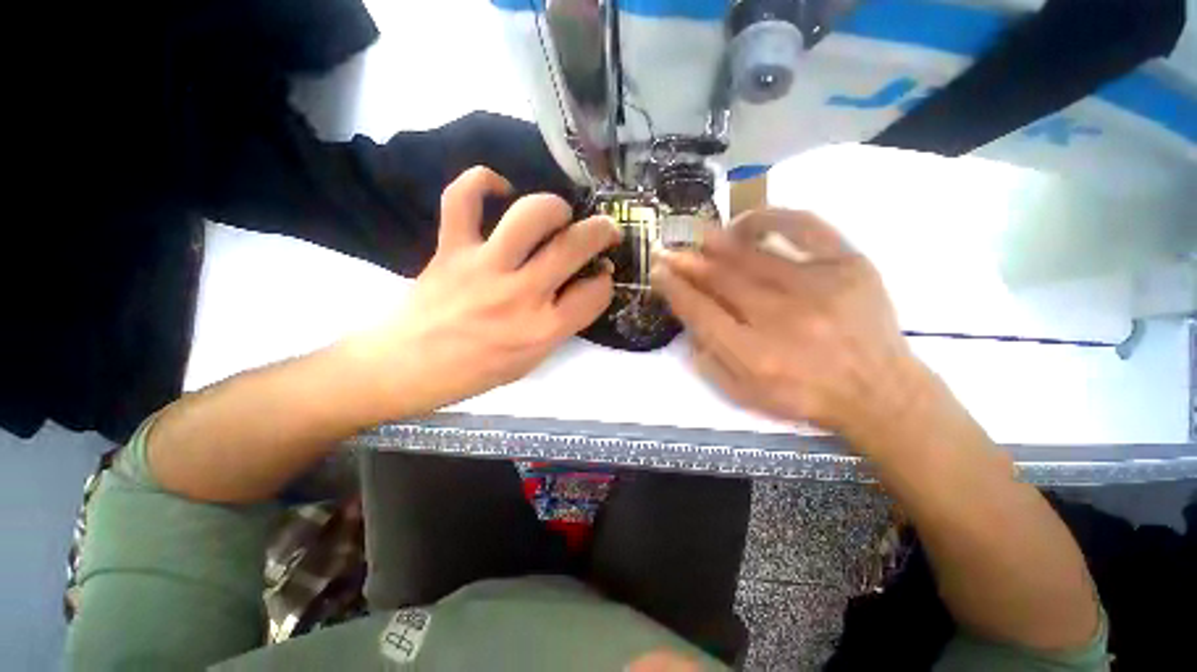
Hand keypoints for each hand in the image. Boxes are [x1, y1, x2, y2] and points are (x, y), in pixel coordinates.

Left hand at [349, 166, 618, 416]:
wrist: (408, 366)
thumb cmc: (477, 370)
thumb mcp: (533, 359)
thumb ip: (563, 323)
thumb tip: (582, 284)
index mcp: (543, 330)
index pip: (596, 293)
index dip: (604, 282)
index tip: (599, 277)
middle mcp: (520, 295)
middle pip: (574, 246)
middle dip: (601, 231)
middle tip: (605, 230)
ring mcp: (484, 267)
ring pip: (531, 215)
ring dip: (555, 207)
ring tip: (558, 215)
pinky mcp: (452, 249)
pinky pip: (462, 198)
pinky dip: (482, 181)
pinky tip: (500, 190)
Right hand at [651, 209, 932, 445]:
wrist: (878, 392)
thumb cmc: (805, 396)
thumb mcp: (746, 395)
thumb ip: (710, 361)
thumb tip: (689, 323)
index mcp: (754, 355)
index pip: (700, 312)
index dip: (674, 288)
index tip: (658, 272)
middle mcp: (781, 319)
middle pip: (721, 280)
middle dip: (687, 263)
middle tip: (668, 250)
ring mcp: (817, 287)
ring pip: (753, 255)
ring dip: (717, 243)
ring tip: (698, 235)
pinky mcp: (849, 265)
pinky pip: (804, 227)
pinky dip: (771, 218)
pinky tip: (747, 222)